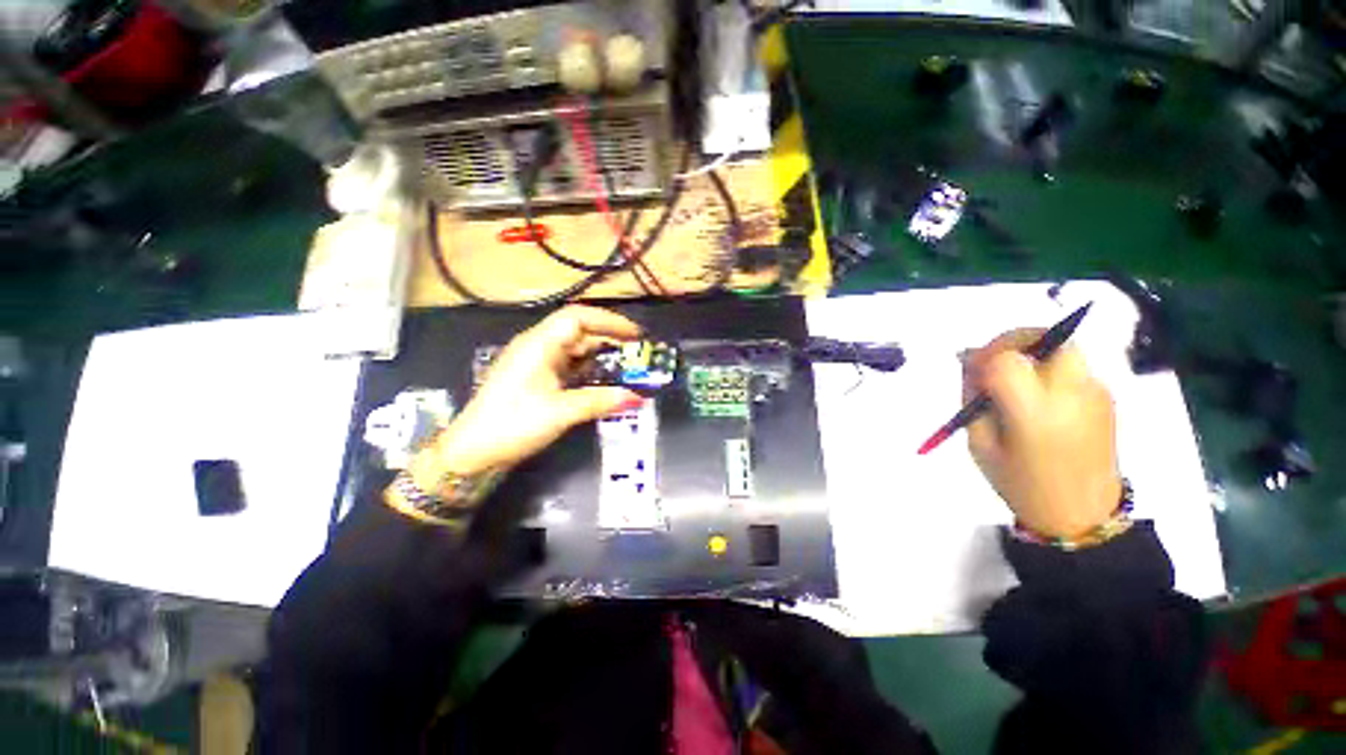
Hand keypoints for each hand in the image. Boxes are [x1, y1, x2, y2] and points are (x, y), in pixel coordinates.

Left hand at [413, 306, 644, 480]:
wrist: (471, 451)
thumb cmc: (512, 424)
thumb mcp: (560, 413)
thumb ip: (600, 401)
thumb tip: (637, 398)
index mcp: (539, 344)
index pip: (578, 318)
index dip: (609, 321)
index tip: (635, 335)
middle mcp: (537, 346)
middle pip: (578, 330)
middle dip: (609, 338)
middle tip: (637, 352)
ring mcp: (535, 361)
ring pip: (574, 348)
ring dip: (600, 354)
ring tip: (626, 365)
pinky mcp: (535, 377)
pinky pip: (568, 364)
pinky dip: (588, 368)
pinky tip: (603, 379)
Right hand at [963, 329, 1121, 538]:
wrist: (1084, 516)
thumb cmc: (1022, 485)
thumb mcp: (981, 445)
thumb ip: (974, 401)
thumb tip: (970, 364)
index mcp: (1035, 413)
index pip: (1008, 360)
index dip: (984, 355)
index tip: (971, 369)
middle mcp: (1071, 395)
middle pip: (1048, 338)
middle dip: (1014, 339)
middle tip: (994, 359)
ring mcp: (1095, 393)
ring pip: (1062, 348)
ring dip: (1031, 352)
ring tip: (1014, 379)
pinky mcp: (1106, 397)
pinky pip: (1072, 366)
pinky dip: (1048, 367)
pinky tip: (1037, 394)